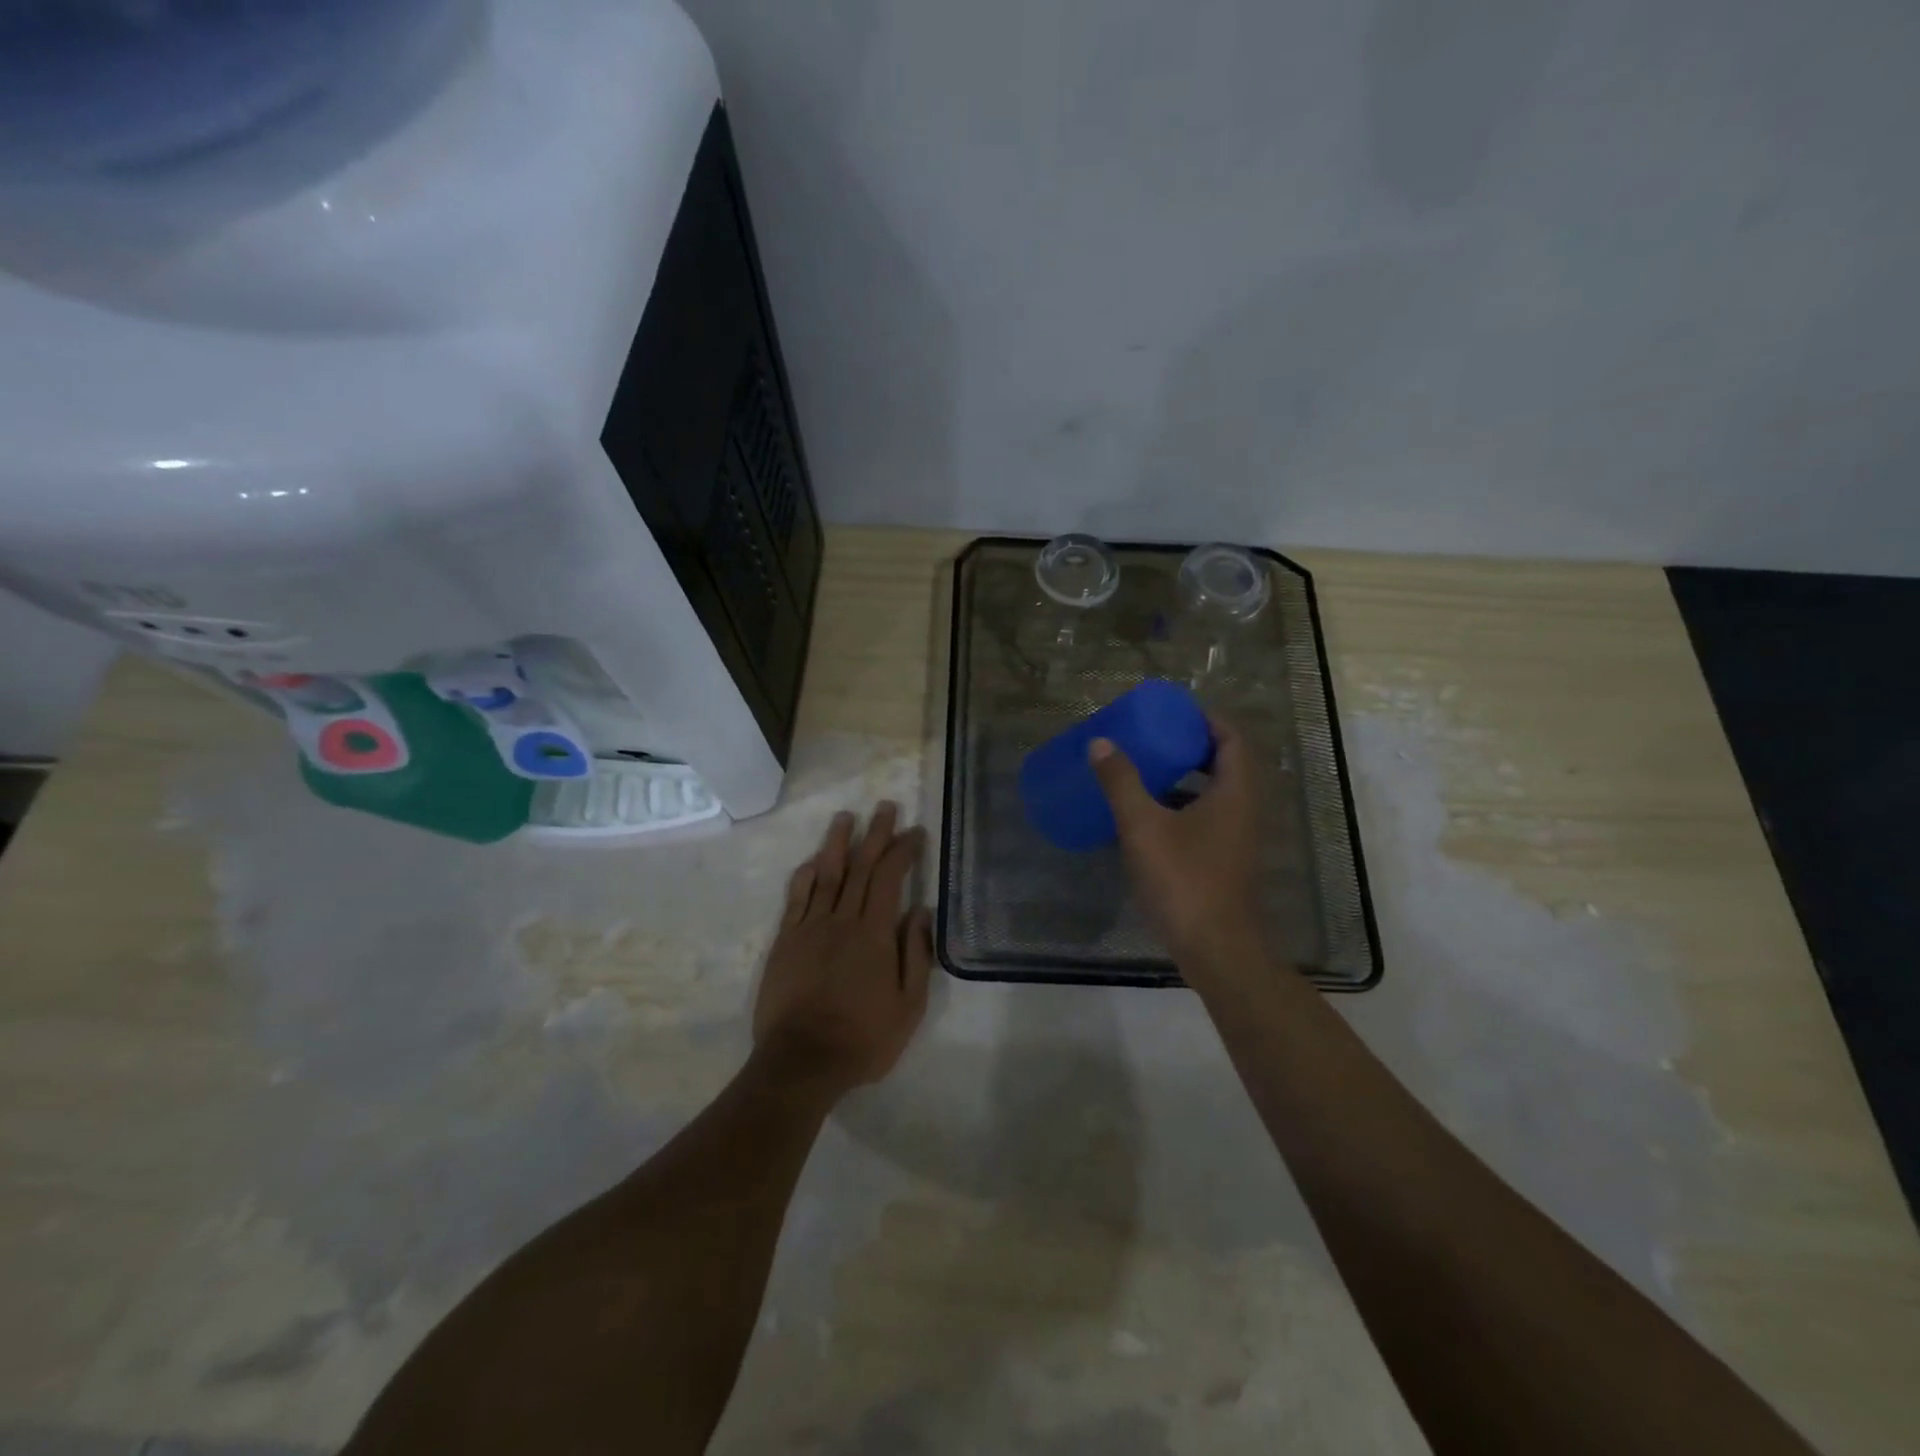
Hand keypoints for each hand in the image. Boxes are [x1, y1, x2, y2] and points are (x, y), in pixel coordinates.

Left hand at [752, 802, 932, 1095]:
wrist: (801, 1061)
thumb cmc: (863, 1038)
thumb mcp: (908, 1007)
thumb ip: (916, 955)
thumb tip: (921, 911)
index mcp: (874, 933)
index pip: (891, 878)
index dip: (903, 850)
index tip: (915, 832)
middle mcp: (842, 920)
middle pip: (860, 867)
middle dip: (875, 834)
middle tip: (885, 807)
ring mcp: (810, 928)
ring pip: (826, 874)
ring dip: (837, 843)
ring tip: (845, 817)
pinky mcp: (785, 941)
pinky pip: (796, 899)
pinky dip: (804, 876)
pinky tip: (811, 861)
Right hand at [1089, 719, 1262, 971]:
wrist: (1214, 948)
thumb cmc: (1183, 879)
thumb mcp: (1143, 826)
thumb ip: (1121, 782)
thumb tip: (1101, 742)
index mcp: (1234, 792)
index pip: (1232, 739)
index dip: (1206, 720)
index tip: (1173, 713)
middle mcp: (1244, 810)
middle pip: (1225, 764)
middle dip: (1191, 747)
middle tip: (1155, 738)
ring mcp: (1237, 838)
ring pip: (1216, 794)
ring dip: (1186, 778)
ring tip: (1147, 770)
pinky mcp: (1225, 861)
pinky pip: (1207, 819)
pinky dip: (1183, 807)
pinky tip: (1149, 818)